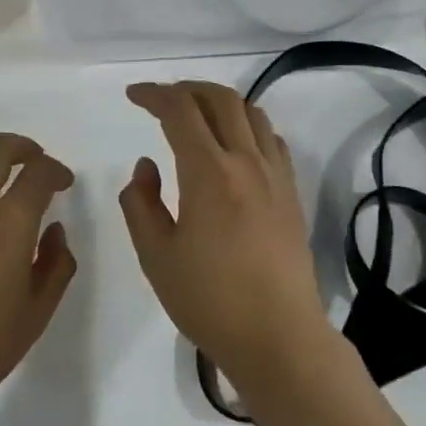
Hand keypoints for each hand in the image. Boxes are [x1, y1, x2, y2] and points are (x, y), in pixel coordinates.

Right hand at [118, 81, 332, 392]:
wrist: (278, 336)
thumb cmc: (210, 300)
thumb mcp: (157, 257)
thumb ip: (141, 204)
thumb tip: (147, 166)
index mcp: (209, 173)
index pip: (180, 111)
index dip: (154, 95)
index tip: (133, 96)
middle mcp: (246, 161)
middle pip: (221, 99)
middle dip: (187, 89)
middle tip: (162, 100)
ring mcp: (275, 175)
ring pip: (252, 113)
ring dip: (220, 103)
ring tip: (198, 117)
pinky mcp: (291, 193)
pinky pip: (271, 139)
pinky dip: (248, 126)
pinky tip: (235, 147)